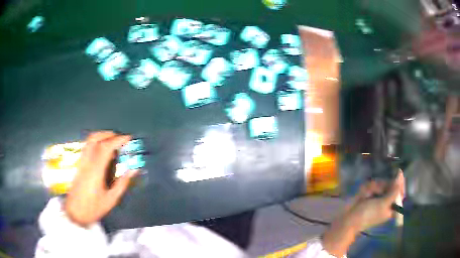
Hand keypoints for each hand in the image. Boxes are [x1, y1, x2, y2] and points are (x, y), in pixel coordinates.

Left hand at [65, 131, 137, 226]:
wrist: (75, 212)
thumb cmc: (94, 208)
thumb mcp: (111, 199)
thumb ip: (122, 183)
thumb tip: (133, 170)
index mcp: (95, 171)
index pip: (105, 147)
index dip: (117, 140)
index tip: (128, 138)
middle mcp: (87, 162)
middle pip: (96, 138)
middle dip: (110, 134)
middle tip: (121, 139)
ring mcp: (81, 162)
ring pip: (89, 140)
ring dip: (102, 136)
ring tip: (112, 141)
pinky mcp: (79, 164)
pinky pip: (87, 146)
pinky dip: (96, 142)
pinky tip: (102, 150)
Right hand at [346, 170, 404, 231]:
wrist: (349, 218)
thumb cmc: (368, 214)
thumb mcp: (383, 204)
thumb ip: (394, 191)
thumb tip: (400, 176)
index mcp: (391, 207)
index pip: (400, 192)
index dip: (400, 183)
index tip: (398, 174)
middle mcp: (386, 201)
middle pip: (390, 185)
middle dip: (383, 186)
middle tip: (377, 191)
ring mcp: (377, 197)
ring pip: (381, 184)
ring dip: (374, 187)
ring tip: (367, 194)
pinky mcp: (369, 194)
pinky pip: (372, 185)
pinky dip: (368, 187)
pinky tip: (363, 193)